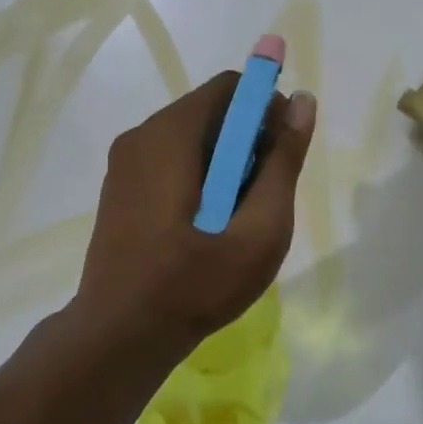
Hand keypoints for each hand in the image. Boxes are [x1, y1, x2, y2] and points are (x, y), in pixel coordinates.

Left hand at [70, 71, 316, 360]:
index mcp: (170, 135)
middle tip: (263, 196)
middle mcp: (140, 136)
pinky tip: (206, 226)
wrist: (120, 336)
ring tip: (236, 218)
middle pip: (210, 112)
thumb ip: (283, 162)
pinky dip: (198, 177)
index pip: (231, 87)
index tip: (282, 154)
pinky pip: (169, 162)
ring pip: (191, 139)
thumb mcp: (259, 228)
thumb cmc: (196, 284)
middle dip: (247, 142)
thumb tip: (302, 101)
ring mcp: (124, 164)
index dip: (267, 110)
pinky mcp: (120, 189)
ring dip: (224, 164)